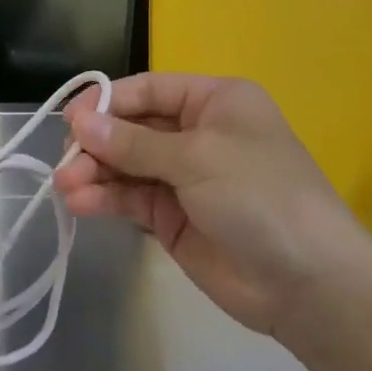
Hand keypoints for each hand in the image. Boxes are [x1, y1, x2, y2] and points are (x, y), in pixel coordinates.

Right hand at [57, 74, 371, 335]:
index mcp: (214, 102)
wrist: (306, 281)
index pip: (149, 90)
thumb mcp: (197, 158)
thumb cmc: (259, 196)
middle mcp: (196, 133)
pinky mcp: (172, 217)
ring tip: (65, 186)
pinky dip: (105, 198)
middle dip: (96, 143)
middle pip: (132, 128)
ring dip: (94, 173)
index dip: (107, 101)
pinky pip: (131, 199)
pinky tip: (81, 204)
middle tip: (65, 162)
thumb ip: (133, 143)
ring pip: (126, 165)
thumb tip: (79, 122)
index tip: (70, 119)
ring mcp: (183, 178)